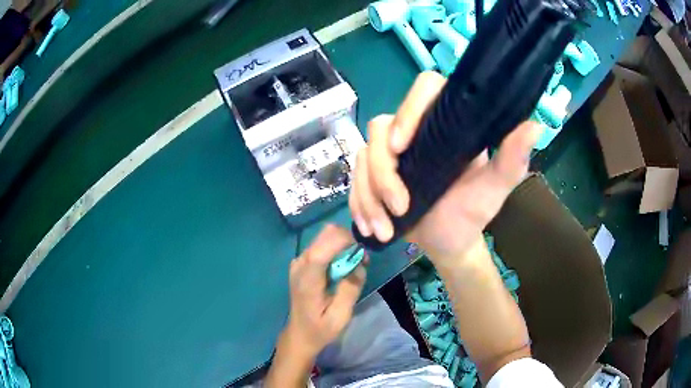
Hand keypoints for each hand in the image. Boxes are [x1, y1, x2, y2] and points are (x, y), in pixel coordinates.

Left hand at [283, 224, 366, 359]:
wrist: (299, 334)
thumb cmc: (320, 329)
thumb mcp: (340, 316)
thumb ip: (350, 290)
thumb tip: (360, 266)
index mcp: (307, 279)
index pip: (322, 249)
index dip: (344, 242)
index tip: (363, 254)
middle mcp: (300, 264)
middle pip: (325, 234)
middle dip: (348, 242)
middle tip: (362, 261)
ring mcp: (299, 260)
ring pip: (325, 236)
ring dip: (344, 245)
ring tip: (355, 266)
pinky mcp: (303, 261)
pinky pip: (323, 244)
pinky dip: (337, 249)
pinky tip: (343, 268)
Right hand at [349, 71, 538, 261]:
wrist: (448, 242)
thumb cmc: (473, 212)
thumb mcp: (496, 188)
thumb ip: (512, 159)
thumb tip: (534, 125)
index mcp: (446, 124)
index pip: (425, 89)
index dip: (409, 109)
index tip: (403, 147)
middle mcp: (415, 130)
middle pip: (381, 128)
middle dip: (383, 173)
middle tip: (400, 208)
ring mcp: (390, 153)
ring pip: (362, 157)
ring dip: (369, 196)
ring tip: (385, 229)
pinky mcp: (373, 174)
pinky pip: (354, 181)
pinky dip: (359, 205)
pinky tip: (371, 227)